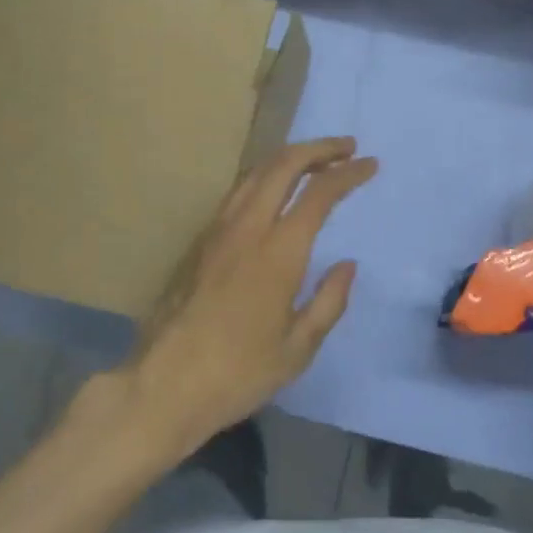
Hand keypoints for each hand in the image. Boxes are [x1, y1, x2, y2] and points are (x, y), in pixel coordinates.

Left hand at [124, 137, 377, 460]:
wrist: (162, 385)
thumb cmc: (237, 373)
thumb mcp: (297, 349)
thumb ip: (329, 301)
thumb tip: (347, 264)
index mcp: (278, 252)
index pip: (319, 193)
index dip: (348, 173)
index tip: (370, 165)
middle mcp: (246, 228)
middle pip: (282, 165)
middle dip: (318, 149)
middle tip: (346, 147)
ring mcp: (216, 231)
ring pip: (254, 173)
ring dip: (288, 158)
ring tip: (314, 161)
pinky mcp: (197, 243)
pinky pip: (236, 193)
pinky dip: (264, 178)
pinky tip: (273, 192)